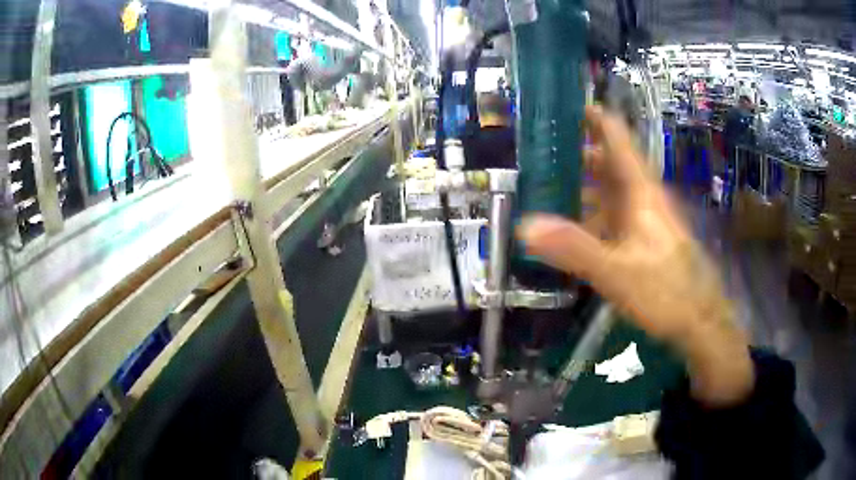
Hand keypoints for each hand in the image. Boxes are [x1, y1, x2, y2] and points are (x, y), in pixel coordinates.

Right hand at [517, 105, 753, 405]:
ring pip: (611, 191)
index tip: (563, 106)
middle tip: (539, 153)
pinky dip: (592, 214)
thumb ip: (574, 249)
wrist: (701, 322)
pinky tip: (573, 228)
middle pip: (609, 163)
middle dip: (577, 152)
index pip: (617, 138)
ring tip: (546, 188)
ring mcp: (646, 220)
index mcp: (641, 191)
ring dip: (582, 186)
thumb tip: (525, 226)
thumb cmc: (667, 291)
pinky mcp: (646, 240)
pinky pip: (615, 217)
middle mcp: (644, 198)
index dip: (593, 117)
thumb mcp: (618, 272)